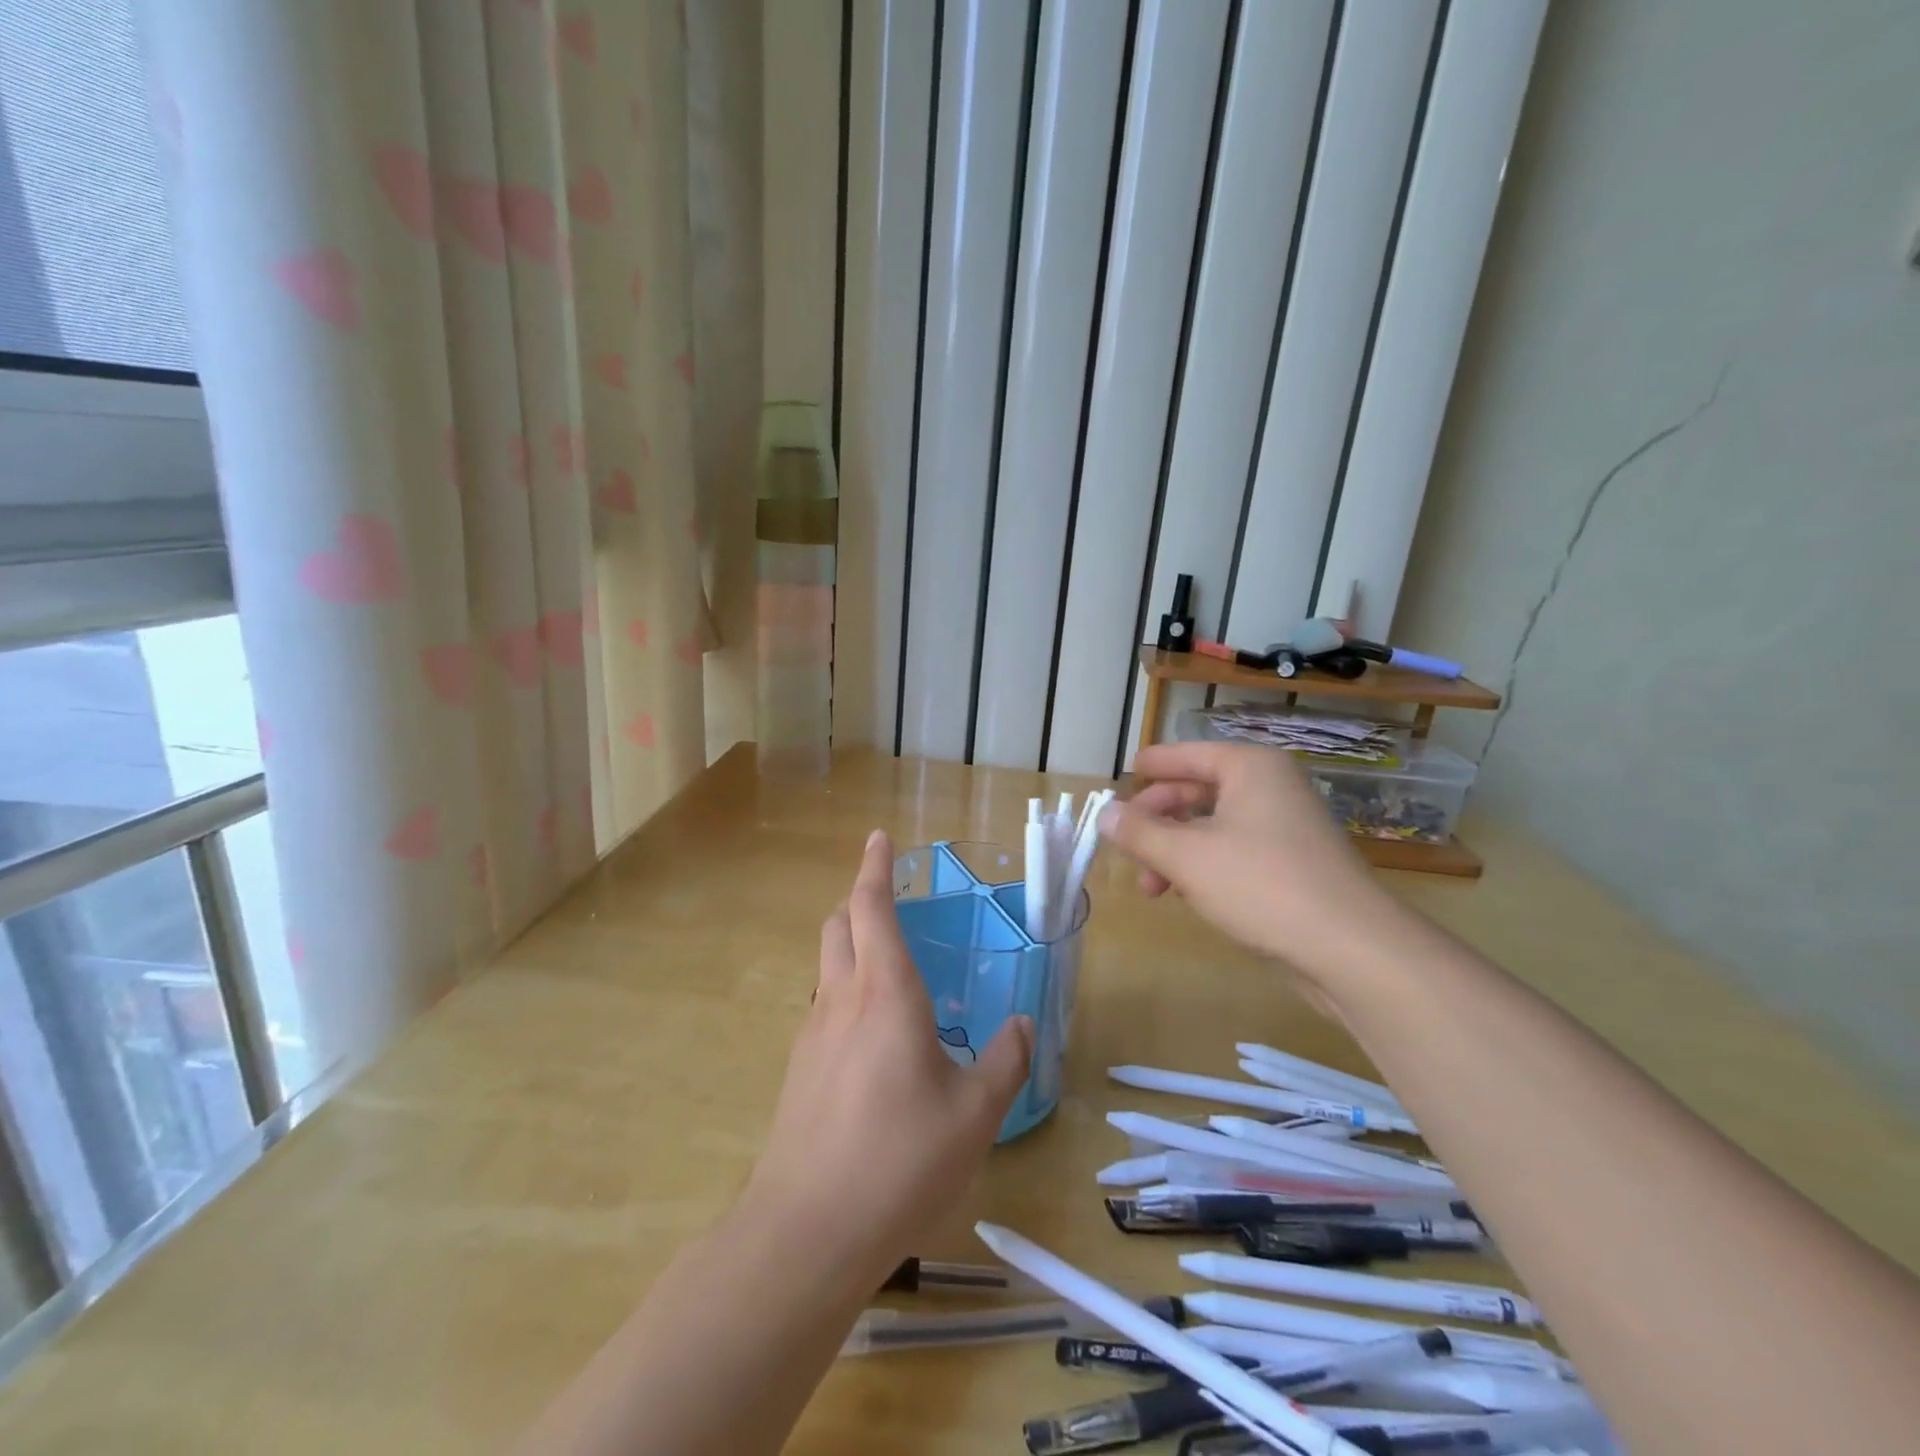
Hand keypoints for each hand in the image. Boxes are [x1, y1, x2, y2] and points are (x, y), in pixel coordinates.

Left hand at [739, 829, 1032, 1291]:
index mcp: (886, 992)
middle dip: (859, 900)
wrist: (807, 1230)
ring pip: (827, 965)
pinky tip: (872, 1036)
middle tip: (889, 900)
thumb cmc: (900, 1159)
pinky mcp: (798, 1070)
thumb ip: (1005, 1062)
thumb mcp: (975, 1114)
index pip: (871, 907)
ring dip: (850, 945)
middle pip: (838, 925)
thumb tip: (1022, 1026)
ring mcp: (812, 1034)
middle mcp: (842, 999)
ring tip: (887, 966)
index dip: (875, 868)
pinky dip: (845, 993)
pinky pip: (823, 1007)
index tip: (879, 838)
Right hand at [1098, 742, 1394, 986]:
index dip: (1150, 767)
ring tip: (1151, 888)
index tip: (1121, 778)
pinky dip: (1205, 866)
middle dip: (1157, 821)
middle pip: (1197, 791)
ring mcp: (1287, 826)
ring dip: (1176, 851)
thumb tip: (1103, 813)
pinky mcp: (1294, 863)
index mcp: (1249, 768)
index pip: (1186, 755)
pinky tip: (1188, 895)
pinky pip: (1235, 851)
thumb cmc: (1261, 884)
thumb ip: (1139, 831)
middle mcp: (1271, 787)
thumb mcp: (1186, 857)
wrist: (1350, 948)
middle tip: (1127, 847)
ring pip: (1213, 826)